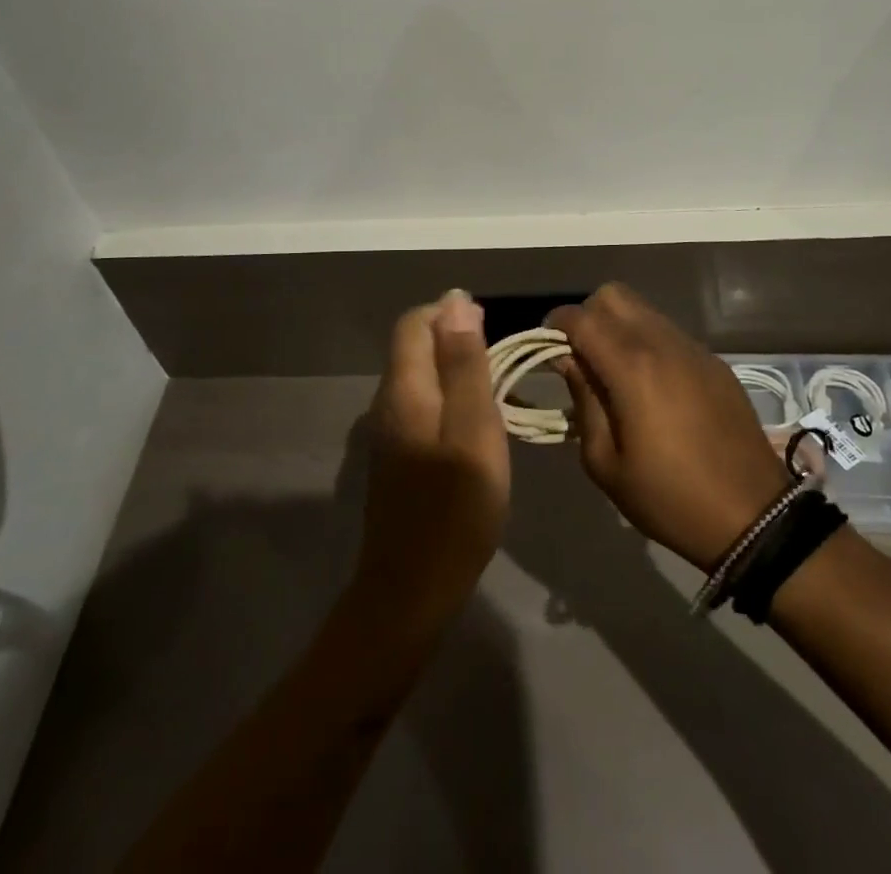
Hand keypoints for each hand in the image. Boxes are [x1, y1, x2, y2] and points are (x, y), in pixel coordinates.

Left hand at [347, 291, 508, 642]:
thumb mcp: (473, 427)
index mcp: (404, 387)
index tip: (493, 334)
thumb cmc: (455, 507)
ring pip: (420, 377)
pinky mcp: (397, 457)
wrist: (412, 589)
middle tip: (502, 369)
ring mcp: (389, 431)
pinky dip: (449, 401)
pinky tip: (475, 429)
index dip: (451, 314)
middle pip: (415, 346)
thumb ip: (464, 363)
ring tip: (496, 396)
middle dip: (457, 342)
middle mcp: (388, 400)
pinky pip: (422, 405)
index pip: (415, 321)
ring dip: (456, 372)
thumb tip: (456, 300)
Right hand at [549, 284, 790, 572]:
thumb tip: (569, 361)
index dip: (554, 325)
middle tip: (580, 356)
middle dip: (587, 316)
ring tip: (614, 371)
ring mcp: (693, 349)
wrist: (754, 517)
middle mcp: (661, 343)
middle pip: (613, 295)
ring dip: (618, 327)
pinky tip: (650, 385)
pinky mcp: (713, 362)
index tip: (545, 348)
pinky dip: (647, 342)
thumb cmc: (669, 498)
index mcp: (631, 367)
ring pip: (643, 310)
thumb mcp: (605, 463)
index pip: (580, 318)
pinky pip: (669, 332)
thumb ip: (583, 401)